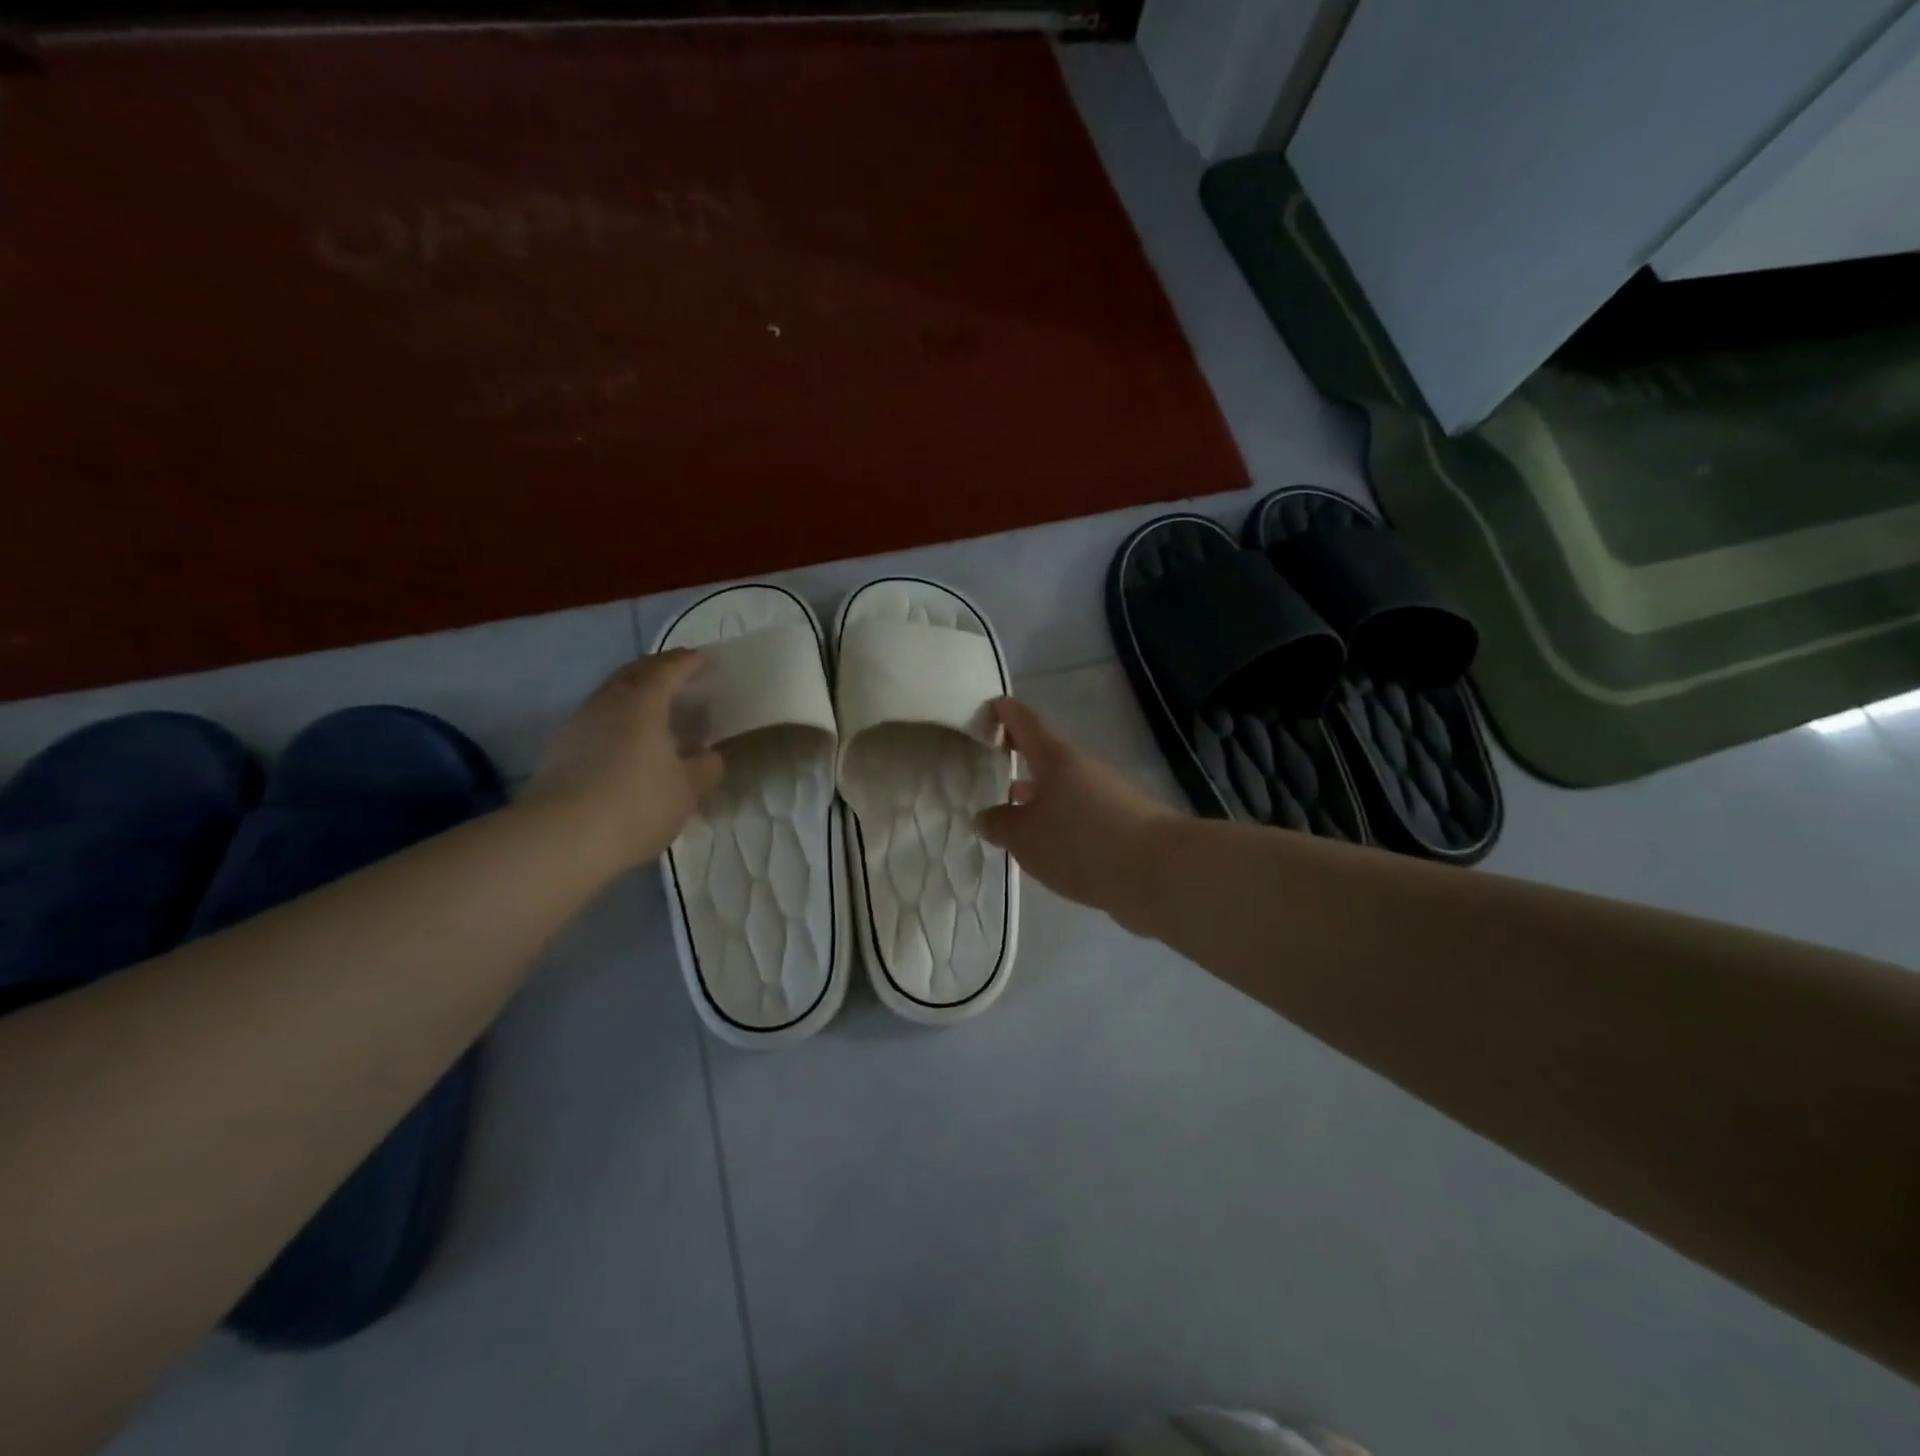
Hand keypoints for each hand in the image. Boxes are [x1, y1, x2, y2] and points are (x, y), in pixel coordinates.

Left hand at [527, 651, 723, 866]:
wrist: (560, 839)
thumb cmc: (636, 804)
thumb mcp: (688, 790)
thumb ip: (706, 767)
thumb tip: (708, 755)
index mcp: (643, 702)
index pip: (668, 668)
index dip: (688, 662)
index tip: (704, 660)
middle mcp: (607, 702)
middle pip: (634, 673)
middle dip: (659, 669)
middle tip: (681, 677)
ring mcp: (579, 724)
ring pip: (612, 695)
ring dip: (636, 694)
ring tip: (657, 710)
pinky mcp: (561, 750)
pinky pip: (599, 719)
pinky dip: (619, 719)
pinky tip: (630, 741)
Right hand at [975, 698, 1180, 933]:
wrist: (1157, 871)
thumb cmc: (1080, 841)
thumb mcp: (1025, 836)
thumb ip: (1000, 824)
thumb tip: (986, 816)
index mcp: (1055, 759)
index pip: (1026, 724)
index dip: (1007, 713)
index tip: (992, 704)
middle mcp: (1082, 770)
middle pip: (1046, 756)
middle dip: (1021, 757)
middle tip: (994, 759)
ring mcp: (1106, 797)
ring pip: (1063, 788)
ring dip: (1039, 794)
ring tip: (1012, 807)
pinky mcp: (1120, 826)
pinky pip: (1079, 815)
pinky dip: (1059, 820)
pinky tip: (1048, 844)